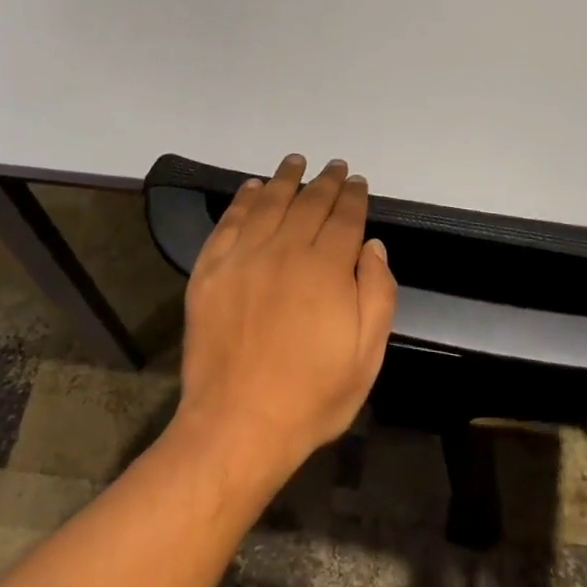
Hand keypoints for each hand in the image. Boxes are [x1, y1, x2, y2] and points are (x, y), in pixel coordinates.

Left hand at [171, 156, 396, 483]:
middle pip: (308, 203)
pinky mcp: (210, 270)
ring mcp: (242, 258)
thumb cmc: (312, 396)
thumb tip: (372, 246)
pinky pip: (229, 222)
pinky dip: (242, 199)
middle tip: (333, 166)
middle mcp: (284, 251)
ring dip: (285, 179)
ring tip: (295, 162)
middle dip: (325, 182)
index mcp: (326, 269)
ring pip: (268, 203)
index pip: (344, 218)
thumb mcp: (367, 355)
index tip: (357, 181)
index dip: (352, 196)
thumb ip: (377, 293)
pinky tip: (251, 187)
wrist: (238, 424)